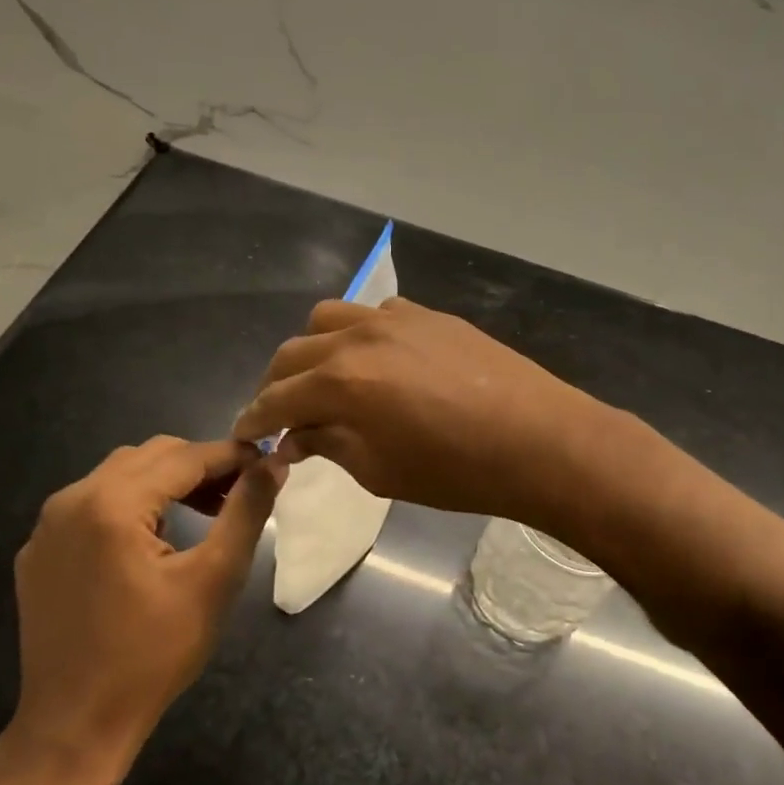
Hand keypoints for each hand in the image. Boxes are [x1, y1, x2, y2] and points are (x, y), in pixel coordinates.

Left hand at [5, 437, 283, 784]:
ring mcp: (48, 526)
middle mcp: (71, 499)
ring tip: (204, 512)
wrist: (74, 727)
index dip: (232, 456)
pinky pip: (92, 505)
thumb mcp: (214, 579)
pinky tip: (152, 541)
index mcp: (112, 503)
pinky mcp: (38, 552)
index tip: (268, 463)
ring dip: (166, 482)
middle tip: (239, 494)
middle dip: (200, 466)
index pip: (185, 456)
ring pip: (119, 475)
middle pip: (149, 456)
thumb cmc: (153, 655)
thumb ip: (246, 511)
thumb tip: (274, 462)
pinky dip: (130, 505)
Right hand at [232, 298, 613, 530]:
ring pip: (329, 318)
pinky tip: (377, 361)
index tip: (245, 435)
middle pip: (293, 352)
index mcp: (340, 382)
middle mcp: (358, 338)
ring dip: (314, 349)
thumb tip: (295, 436)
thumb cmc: (456, 471)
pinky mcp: (429, 314)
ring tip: (326, 379)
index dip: (254, 419)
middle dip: (277, 384)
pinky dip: (359, 334)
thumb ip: (329, 444)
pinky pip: (375, 313)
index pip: (276, 398)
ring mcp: (396, 319)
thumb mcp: (380, 471)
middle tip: (282, 414)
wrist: (538, 439)